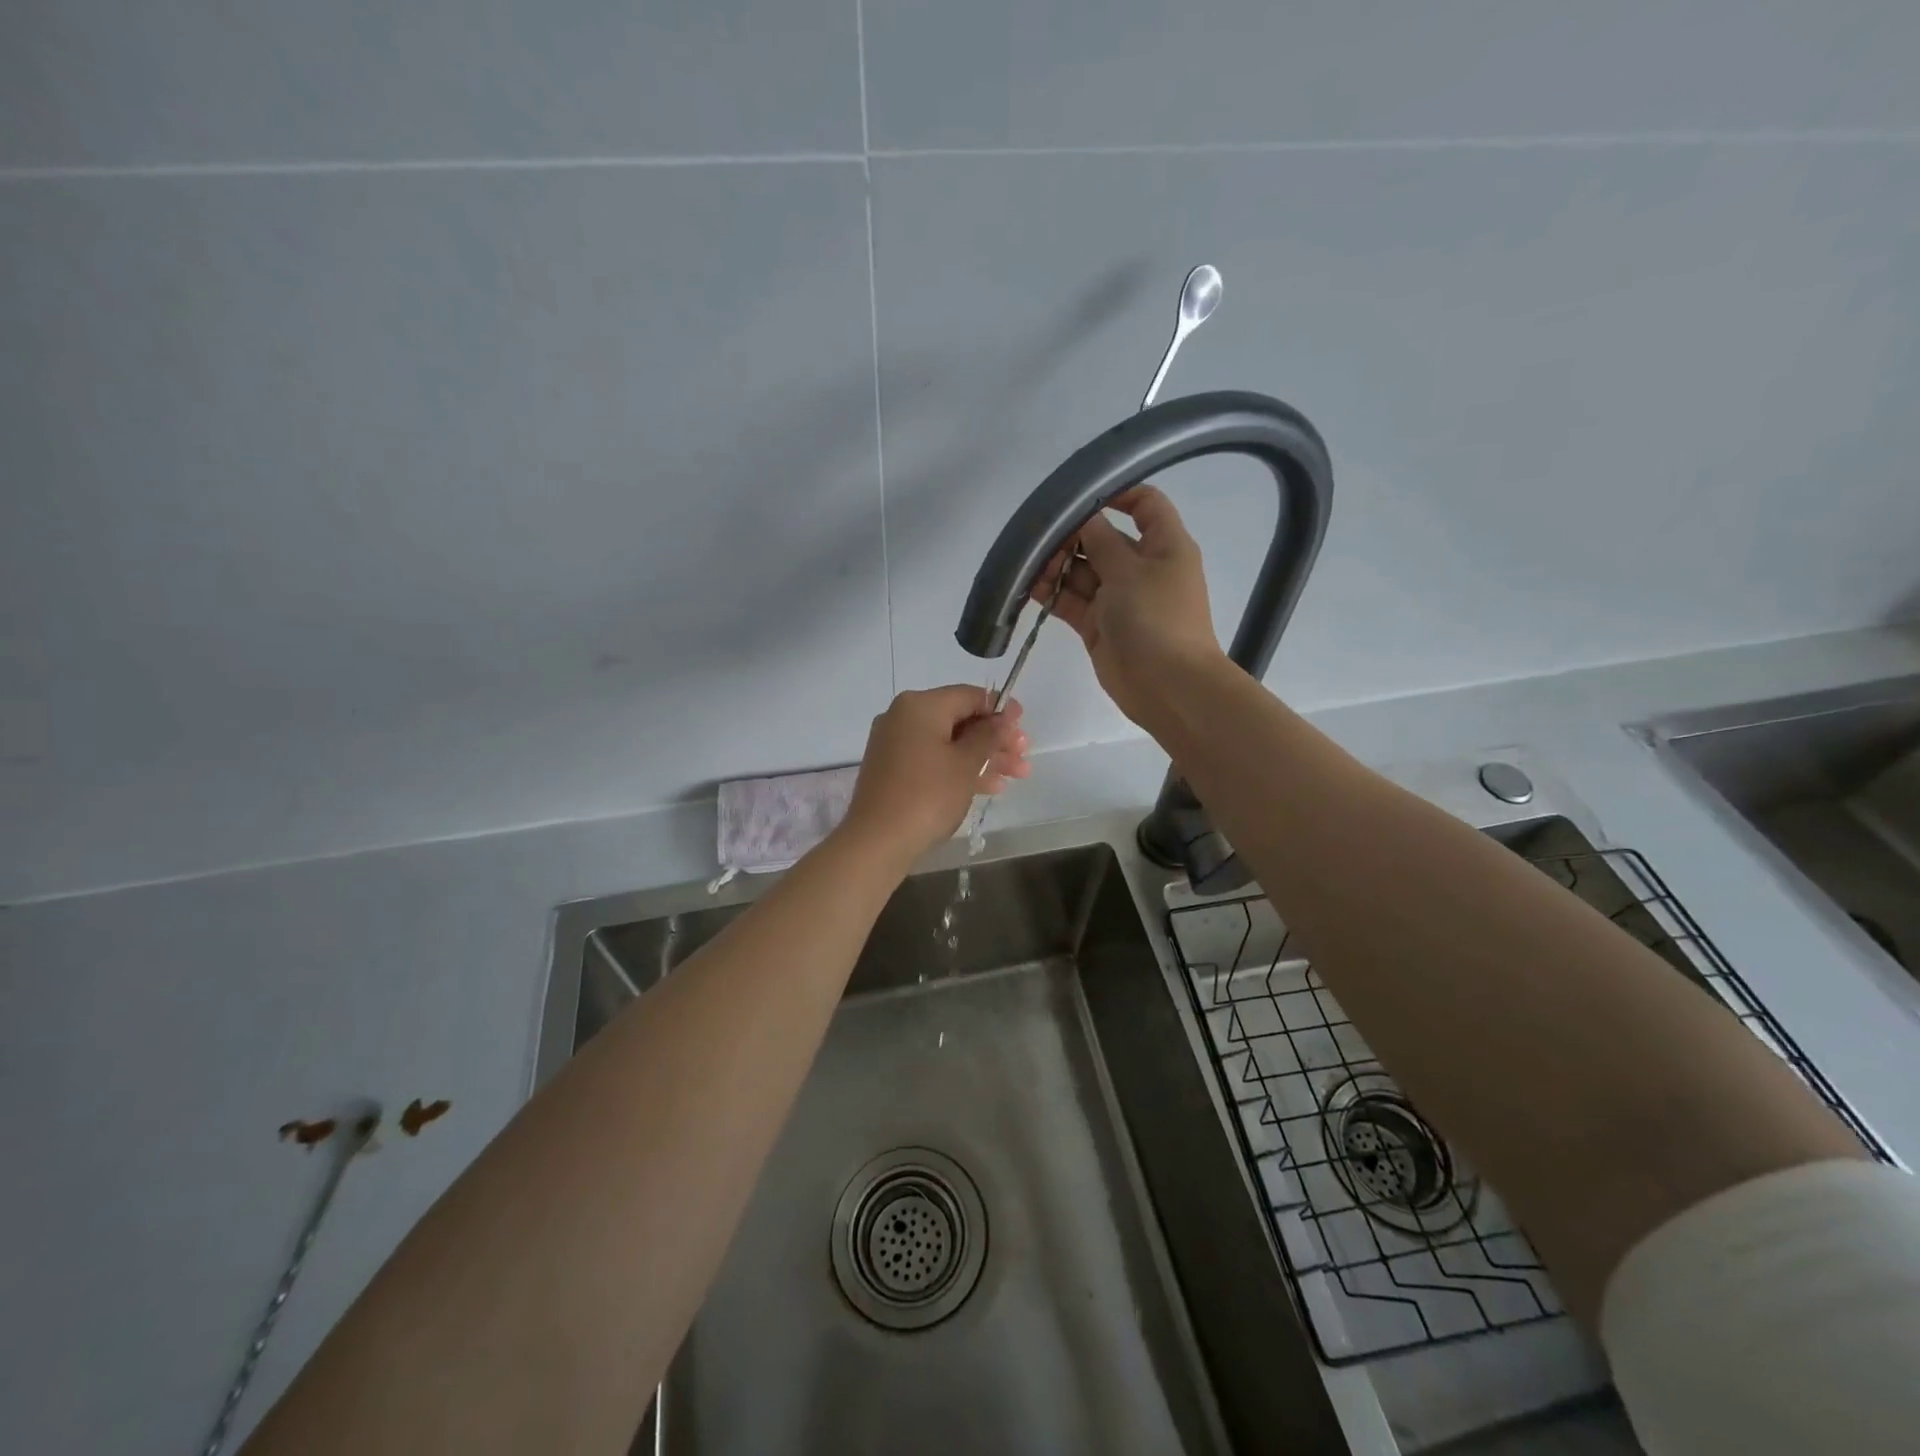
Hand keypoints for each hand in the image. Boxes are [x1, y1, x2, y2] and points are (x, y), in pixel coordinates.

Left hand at [840, 686, 1030, 864]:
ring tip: (1017, 775)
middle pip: (959, 720)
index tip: (1023, 724)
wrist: (877, 841)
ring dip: (983, 757)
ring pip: (949, 743)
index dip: (1000, 709)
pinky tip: (989, 786)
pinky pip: (933, 759)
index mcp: (920, 705)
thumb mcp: (966, 764)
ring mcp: (896, 744)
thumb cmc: (927, 795)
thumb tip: (1002, 717)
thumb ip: (988, 736)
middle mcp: (904, 717)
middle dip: (995, 739)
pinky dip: (959, 768)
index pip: (968, 696)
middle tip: (1024, 756)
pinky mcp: (893, 769)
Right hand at [1039, 485, 1224, 726]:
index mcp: (1164, 545)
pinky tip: (1029, 586)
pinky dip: (1053, 594)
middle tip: (1039, 537)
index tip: (1079, 496)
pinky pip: (1072, 601)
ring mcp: (1119, 598)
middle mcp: (1142, 567)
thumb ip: (1101, 540)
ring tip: (1029, 564)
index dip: (1116, 494)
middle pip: (1103, 538)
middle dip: (1072, 536)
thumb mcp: (1129, 571)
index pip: (1145, 504)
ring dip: (1057, 566)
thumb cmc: (1157, 619)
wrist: (1167, 686)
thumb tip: (1084, 517)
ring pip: (1083, 571)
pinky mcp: (1099, 625)